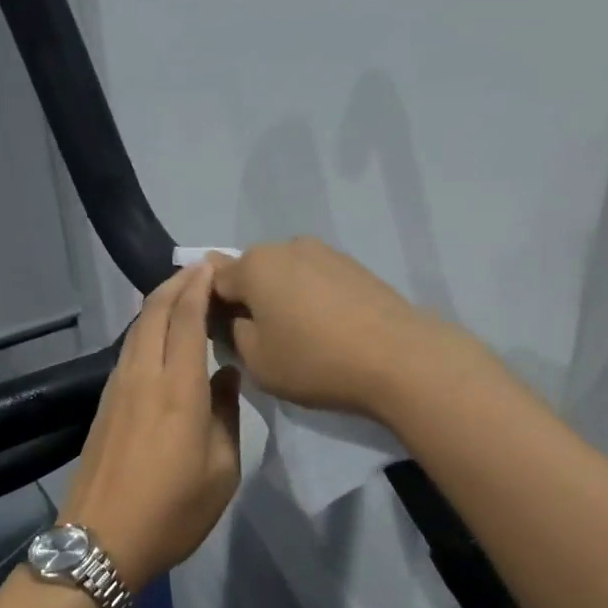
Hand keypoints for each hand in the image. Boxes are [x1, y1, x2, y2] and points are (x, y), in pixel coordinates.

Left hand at [61, 262, 241, 588]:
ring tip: (181, 295)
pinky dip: (145, 330)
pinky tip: (159, 337)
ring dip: (157, 304)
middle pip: (153, 312)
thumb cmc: (173, 512)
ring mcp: (117, 389)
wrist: (101, 542)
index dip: (198, 287)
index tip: (213, 266)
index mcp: (178, 390)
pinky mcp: (104, 405)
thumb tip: (226, 376)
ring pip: (135, 329)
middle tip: (199, 271)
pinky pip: (127, 350)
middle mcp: (142, 377)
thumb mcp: (222, 471)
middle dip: (175, 284)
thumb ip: (227, 415)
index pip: (186, 318)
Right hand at [209, 238, 471, 421]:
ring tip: (296, 336)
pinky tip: (325, 329)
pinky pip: (315, 280)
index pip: (213, 280)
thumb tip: (238, 317)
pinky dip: (311, 299)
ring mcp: (325, 252)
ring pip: (285, 275)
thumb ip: (234, 332)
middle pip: (251, 272)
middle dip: (247, 299)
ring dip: (281, 298)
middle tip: (258, 338)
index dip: (210, 308)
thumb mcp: (256, 360)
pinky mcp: (354, 266)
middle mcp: (286, 247)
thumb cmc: (314, 361)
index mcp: (254, 265)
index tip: (220, 336)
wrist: (397, 358)